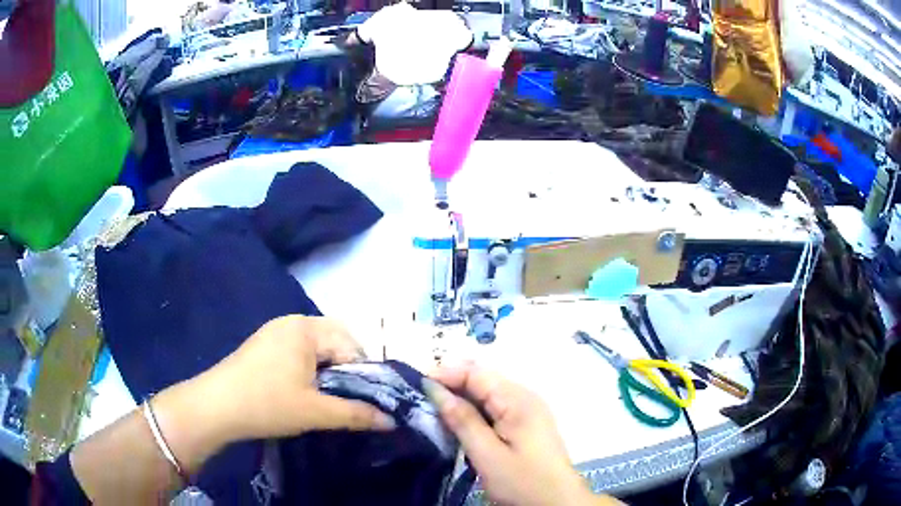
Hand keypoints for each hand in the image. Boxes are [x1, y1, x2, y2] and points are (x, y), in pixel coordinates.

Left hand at [179, 315, 395, 443]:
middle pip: (335, 340)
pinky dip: (310, 367)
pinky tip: (305, 389)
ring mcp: (274, 331)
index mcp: (306, 328)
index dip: (363, 373)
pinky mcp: (263, 344)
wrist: (216, 407)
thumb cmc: (268, 404)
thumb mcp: (316, 412)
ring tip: (329, 396)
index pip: (351, 345)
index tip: (366, 399)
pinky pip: (298, 350)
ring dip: (328, 369)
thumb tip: (392, 421)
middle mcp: (292, 322)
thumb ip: (356, 414)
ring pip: (316, 347)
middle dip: (347, 368)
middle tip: (348, 398)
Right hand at [426, 364, 611, 505]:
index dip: (444, 374)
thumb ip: (462, 420)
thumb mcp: (487, 454)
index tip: (414, 386)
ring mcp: (526, 411)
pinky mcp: (524, 425)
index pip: (475, 372)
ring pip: (485, 395)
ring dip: (459, 400)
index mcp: (517, 399)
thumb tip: (434, 389)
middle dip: (449, 386)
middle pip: (481, 380)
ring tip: (431, 413)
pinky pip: (493, 409)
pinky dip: (472, 413)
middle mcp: (523, 397)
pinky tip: (457, 425)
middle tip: (418, 402)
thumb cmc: (523, 482)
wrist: (557, 503)